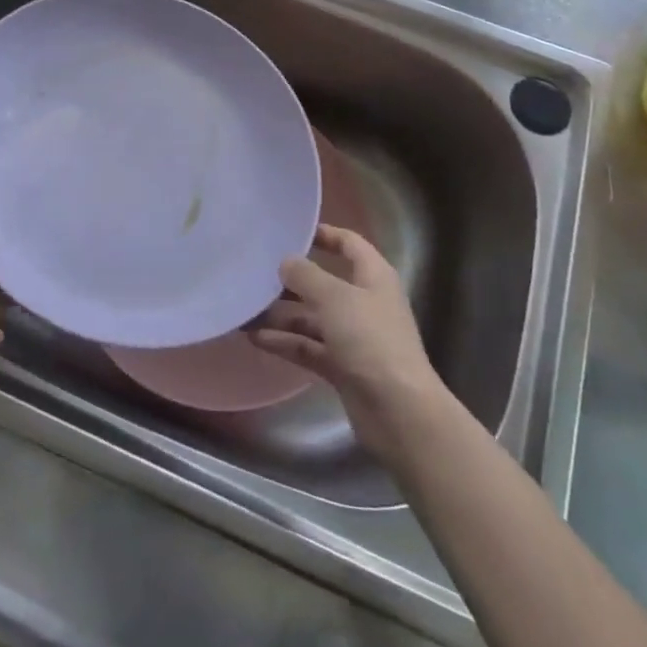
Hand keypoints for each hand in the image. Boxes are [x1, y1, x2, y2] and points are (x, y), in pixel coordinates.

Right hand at [249, 224, 445, 461]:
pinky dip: (286, 343)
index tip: (290, 232)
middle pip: (324, 282)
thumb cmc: (371, 341)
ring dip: (282, 315)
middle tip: (256, 273)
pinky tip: (255, 338)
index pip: (349, 244)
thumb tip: (286, 261)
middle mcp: (364, 303)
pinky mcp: (344, 368)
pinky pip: (309, 347)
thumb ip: (306, 275)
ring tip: (245, 309)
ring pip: (312, 318)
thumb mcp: (335, 298)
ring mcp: (354, 338)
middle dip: (291, 280)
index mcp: (373, 277)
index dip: (323, 234)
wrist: (400, 414)